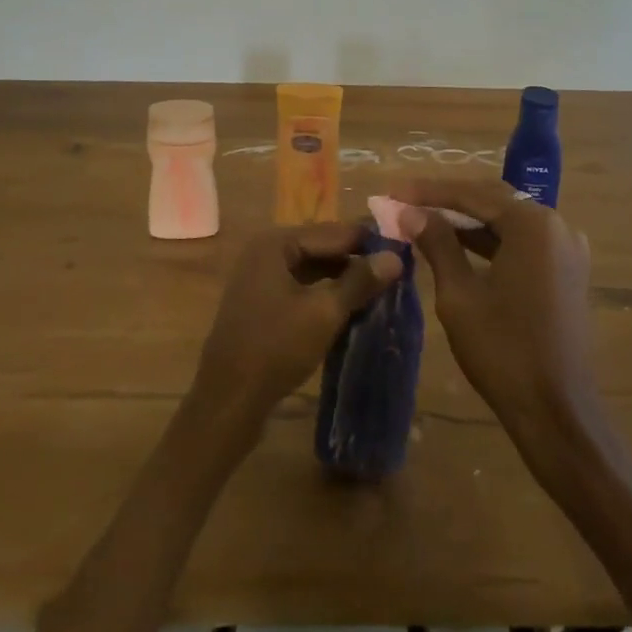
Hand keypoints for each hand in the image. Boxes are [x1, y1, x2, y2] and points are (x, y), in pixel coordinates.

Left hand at [190, 223, 402, 428]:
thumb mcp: (324, 313)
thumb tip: (395, 257)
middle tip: (396, 270)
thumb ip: (359, 281)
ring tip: (379, 288)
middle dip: (356, 259)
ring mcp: (260, 277)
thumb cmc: (276, 347)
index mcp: (276, 243)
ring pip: (311, 268)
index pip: (333, 231)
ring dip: (342, 277)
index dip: (368, 240)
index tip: (403, 247)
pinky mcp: (261, 302)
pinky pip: (300, 286)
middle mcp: (266, 251)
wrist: (228, 400)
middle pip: (321, 247)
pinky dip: (324, 293)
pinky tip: (349, 306)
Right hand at [397, 179, 597, 432]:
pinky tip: (457, 245)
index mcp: (533, 225)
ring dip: (466, 220)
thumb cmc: (504, 352)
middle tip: (405, 202)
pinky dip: (489, 240)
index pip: (472, 194)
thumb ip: (436, 244)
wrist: (558, 416)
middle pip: (491, 200)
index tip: (392, 191)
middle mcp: (556, 226)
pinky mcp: (566, 272)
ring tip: (423, 220)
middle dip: (446, 201)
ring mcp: (565, 249)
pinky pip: (521, 242)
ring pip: (506, 220)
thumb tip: (408, 211)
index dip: (428, 192)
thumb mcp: (459, 295)